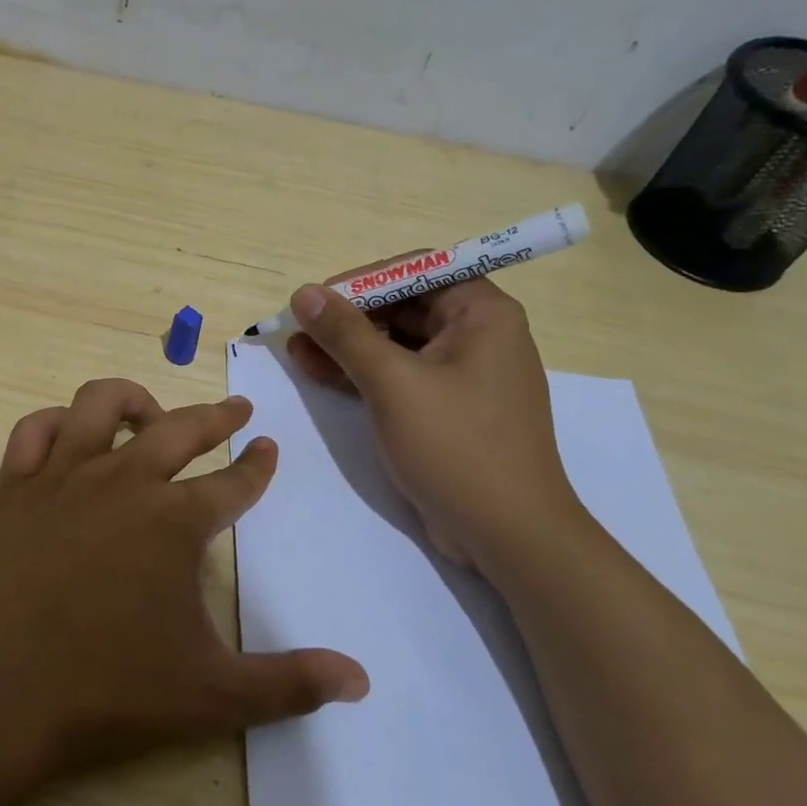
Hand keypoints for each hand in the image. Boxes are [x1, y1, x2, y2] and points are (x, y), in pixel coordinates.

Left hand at [0, 378, 368, 782]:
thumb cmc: (105, 693)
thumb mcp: (211, 696)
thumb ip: (288, 684)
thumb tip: (362, 680)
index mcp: (174, 522)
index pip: (233, 483)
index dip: (256, 467)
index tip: (267, 448)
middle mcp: (123, 482)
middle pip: (180, 429)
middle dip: (215, 415)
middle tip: (235, 408)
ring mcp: (62, 479)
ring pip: (100, 405)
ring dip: (134, 399)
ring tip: (151, 412)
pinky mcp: (12, 489)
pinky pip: (33, 432)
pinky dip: (55, 422)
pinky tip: (67, 435)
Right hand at [284, 276, 585, 573]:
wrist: (509, 536)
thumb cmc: (456, 446)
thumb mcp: (392, 383)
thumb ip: (346, 334)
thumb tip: (305, 293)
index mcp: (482, 313)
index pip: (416, 270)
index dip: (363, 280)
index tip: (318, 300)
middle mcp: (478, 335)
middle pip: (403, 306)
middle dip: (348, 317)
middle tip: (300, 330)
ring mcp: (464, 374)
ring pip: (397, 343)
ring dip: (348, 347)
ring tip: (297, 352)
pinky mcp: (449, 408)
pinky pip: (401, 376)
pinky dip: (364, 374)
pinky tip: (321, 375)